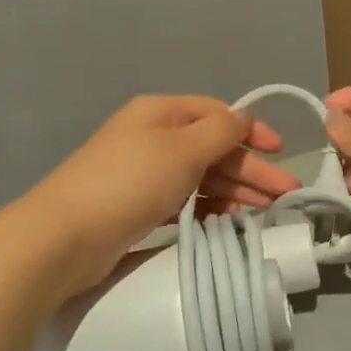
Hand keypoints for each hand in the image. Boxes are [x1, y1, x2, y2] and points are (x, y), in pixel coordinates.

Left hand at [25, 96, 301, 296]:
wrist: (64, 237)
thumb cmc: (129, 182)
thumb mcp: (182, 149)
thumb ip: (220, 131)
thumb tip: (243, 119)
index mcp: (161, 113)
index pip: (217, 114)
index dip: (251, 130)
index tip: (281, 151)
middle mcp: (154, 138)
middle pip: (213, 148)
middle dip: (251, 169)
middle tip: (286, 195)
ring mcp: (145, 173)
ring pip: (201, 177)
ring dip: (235, 190)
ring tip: (265, 212)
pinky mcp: (139, 206)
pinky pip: (185, 200)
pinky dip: (209, 208)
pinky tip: (229, 222)